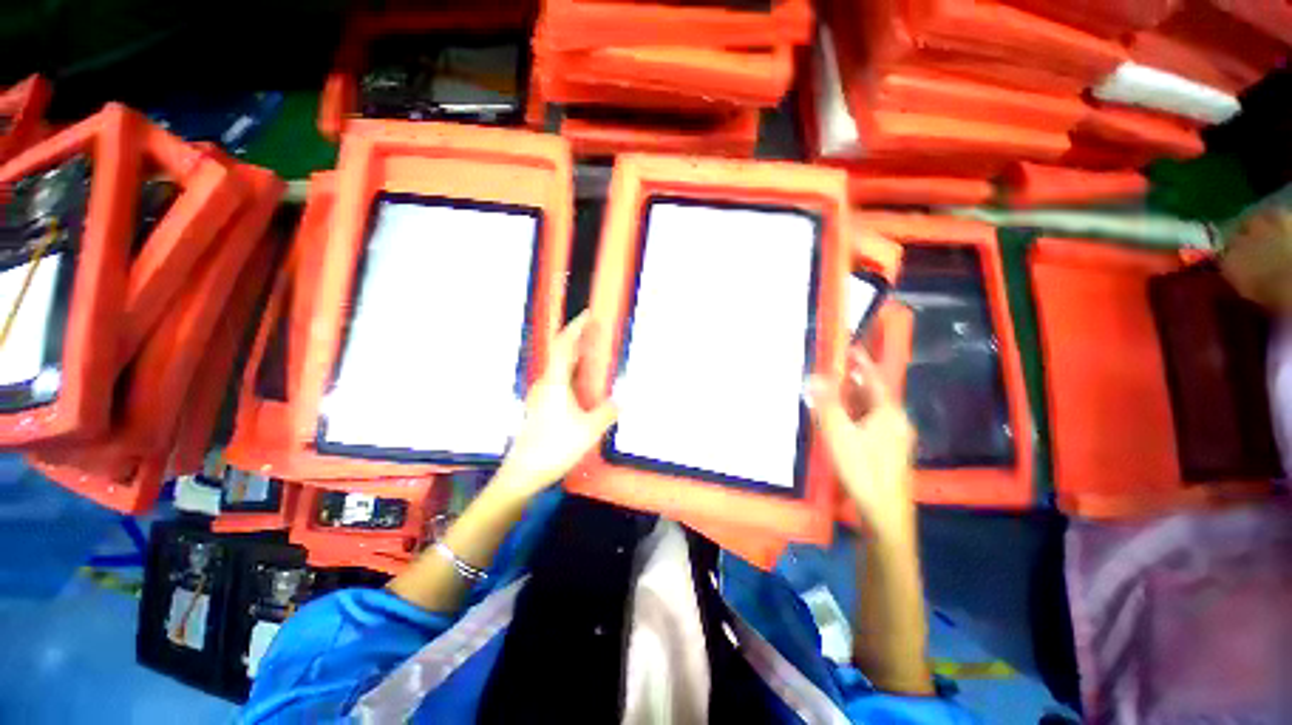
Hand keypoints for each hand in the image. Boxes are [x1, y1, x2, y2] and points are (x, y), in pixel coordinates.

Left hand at [496, 312, 616, 497]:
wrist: (523, 472)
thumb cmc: (555, 447)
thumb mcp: (588, 430)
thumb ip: (607, 412)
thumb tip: (622, 400)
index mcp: (555, 382)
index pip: (565, 346)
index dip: (576, 327)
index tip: (589, 315)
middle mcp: (545, 383)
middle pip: (560, 352)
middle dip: (576, 338)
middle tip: (595, 331)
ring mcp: (540, 395)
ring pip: (559, 367)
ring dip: (574, 355)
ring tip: (591, 353)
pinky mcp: (540, 406)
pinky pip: (558, 379)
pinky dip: (571, 371)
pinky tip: (581, 382)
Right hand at [808, 346, 916, 532]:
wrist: (884, 513)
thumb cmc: (862, 469)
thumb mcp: (839, 434)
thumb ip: (826, 404)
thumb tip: (814, 377)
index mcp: (889, 414)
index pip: (875, 379)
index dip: (863, 363)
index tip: (851, 348)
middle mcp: (897, 422)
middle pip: (875, 394)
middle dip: (855, 381)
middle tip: (835, 370)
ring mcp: (895, 439)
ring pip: (873, 410)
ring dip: (854, 398)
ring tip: (834, 391)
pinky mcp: (889, 452)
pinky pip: (872, 423)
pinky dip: (857, 415)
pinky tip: (843, 421)